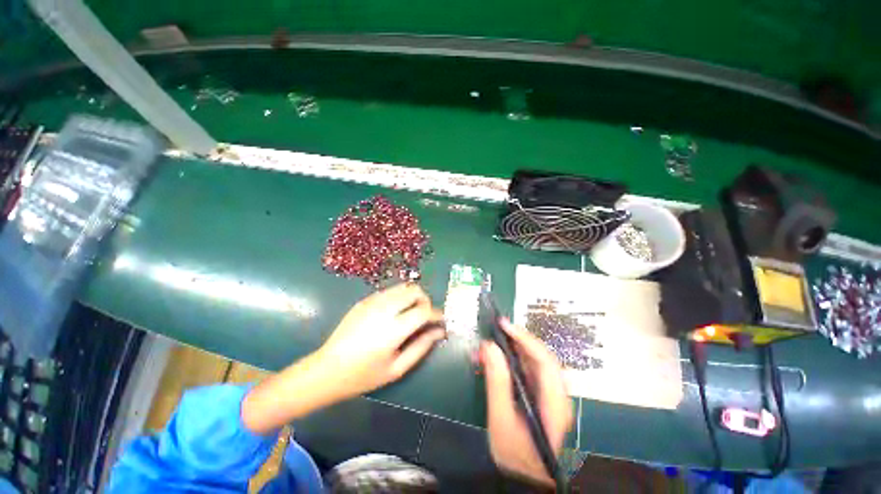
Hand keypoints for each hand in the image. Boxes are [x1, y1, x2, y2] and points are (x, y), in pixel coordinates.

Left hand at [316, 283, 445, 398]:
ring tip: (412, 313)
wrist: (327, 369)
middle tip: (425, 317)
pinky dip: (399, 297)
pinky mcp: (365, 300)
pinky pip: (390, 291)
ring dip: (413, 296)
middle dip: (426, 301)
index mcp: (393, 329)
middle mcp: (384, 309)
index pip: (424, 310)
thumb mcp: (397, 368)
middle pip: (414, 290)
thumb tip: (439, 331)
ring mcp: (372, 301)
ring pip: (403, 286)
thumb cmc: (363, 375)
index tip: (440, 321)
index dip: (437, 314)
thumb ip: (421, 347)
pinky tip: (395, 312)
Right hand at [480, 319, 572, 485]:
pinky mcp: (536, 393)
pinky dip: (505, 362)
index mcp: (554, 402)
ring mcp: (546, 393)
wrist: (523, 478)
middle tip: (491, 333)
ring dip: (506, 351)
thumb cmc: (515, 455)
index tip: (504, 325)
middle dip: (513, 342)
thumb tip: (489, 346)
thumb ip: (497, 382)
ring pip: (528, 361)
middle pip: (538, 356)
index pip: (545, 360)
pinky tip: (489, 363)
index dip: (525, 338)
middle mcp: (555, 393)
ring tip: (484, 349)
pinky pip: (522, 369)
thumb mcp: (501, 420)